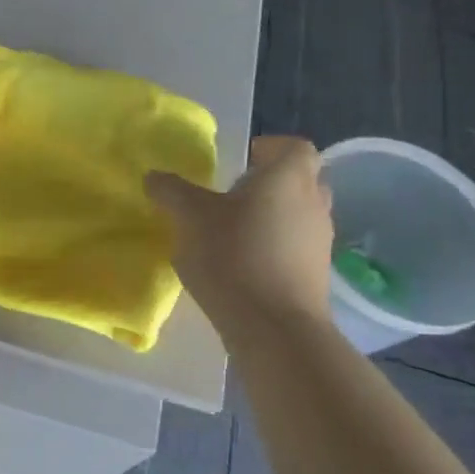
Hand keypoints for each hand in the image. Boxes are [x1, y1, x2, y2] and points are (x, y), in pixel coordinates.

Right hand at [147, 135, 333, 323]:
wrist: (274, 327)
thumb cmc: (234, 256)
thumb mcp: (190, 218)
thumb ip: (171, 192)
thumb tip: (154, 176)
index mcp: (289, 177)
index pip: (294, 146)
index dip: (270, 148)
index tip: (242, 161)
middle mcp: (314, 202)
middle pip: (301, 179)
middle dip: (270, 182)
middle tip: (234, 194)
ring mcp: (321, 240)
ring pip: (300, 213)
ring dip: (273, 215)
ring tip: (235, 230)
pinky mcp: (318, 273)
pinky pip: (298, 245)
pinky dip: (277, 245)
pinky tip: (245, 263)